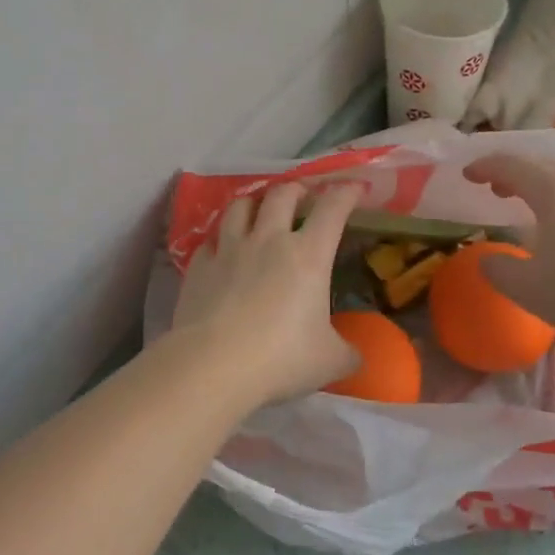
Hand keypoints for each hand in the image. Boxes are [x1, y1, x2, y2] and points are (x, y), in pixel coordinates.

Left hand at [171, 181, 362, 410]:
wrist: (212, 366)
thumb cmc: (280, 358)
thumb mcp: (329, 361)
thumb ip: (347, 353)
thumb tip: (355, 356)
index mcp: (308, 255)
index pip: (332, 208)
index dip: (347, 193)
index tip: (355, 188)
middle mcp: (268, 240)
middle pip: (282, 194)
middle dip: (297, 189)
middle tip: (303, 196)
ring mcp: (229, 249)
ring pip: (240, 206)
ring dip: (254, 203)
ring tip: (259, 210)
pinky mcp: (199, 266)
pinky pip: (210, 241)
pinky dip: (220, 241)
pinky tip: (222, 251)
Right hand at [461, 154, 554, 356]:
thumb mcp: (532, 291)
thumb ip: (500, 272)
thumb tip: (487, 261)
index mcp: (554, 188)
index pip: (510, 165)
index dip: (484, 167)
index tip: (467, 175)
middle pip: (543, 167)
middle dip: (514, 176)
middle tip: (497, 190)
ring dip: (547, 191)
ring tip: (536, 211)